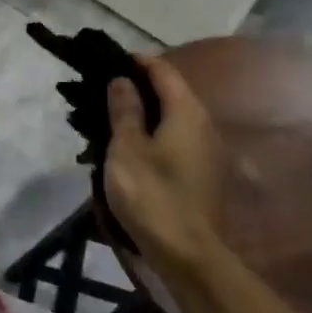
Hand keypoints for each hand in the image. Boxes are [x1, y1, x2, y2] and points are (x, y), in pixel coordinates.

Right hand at [104, 54, 227, 273]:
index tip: (108, 61)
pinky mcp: (203, 172)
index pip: (163, 71)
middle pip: (172, 92)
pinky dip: (154, 133)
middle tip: (103, 91)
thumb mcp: (126, 148)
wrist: (186, 251)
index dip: (137, 62)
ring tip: (111, 118)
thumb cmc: (151, 193)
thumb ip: (124, 109)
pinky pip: (176, 138)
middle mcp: (203, 124)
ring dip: (145, 112)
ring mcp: (207, 150)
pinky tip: (131, 146)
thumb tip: (122, 80)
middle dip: (139, 87)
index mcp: (187, 112)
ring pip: (173, 117)